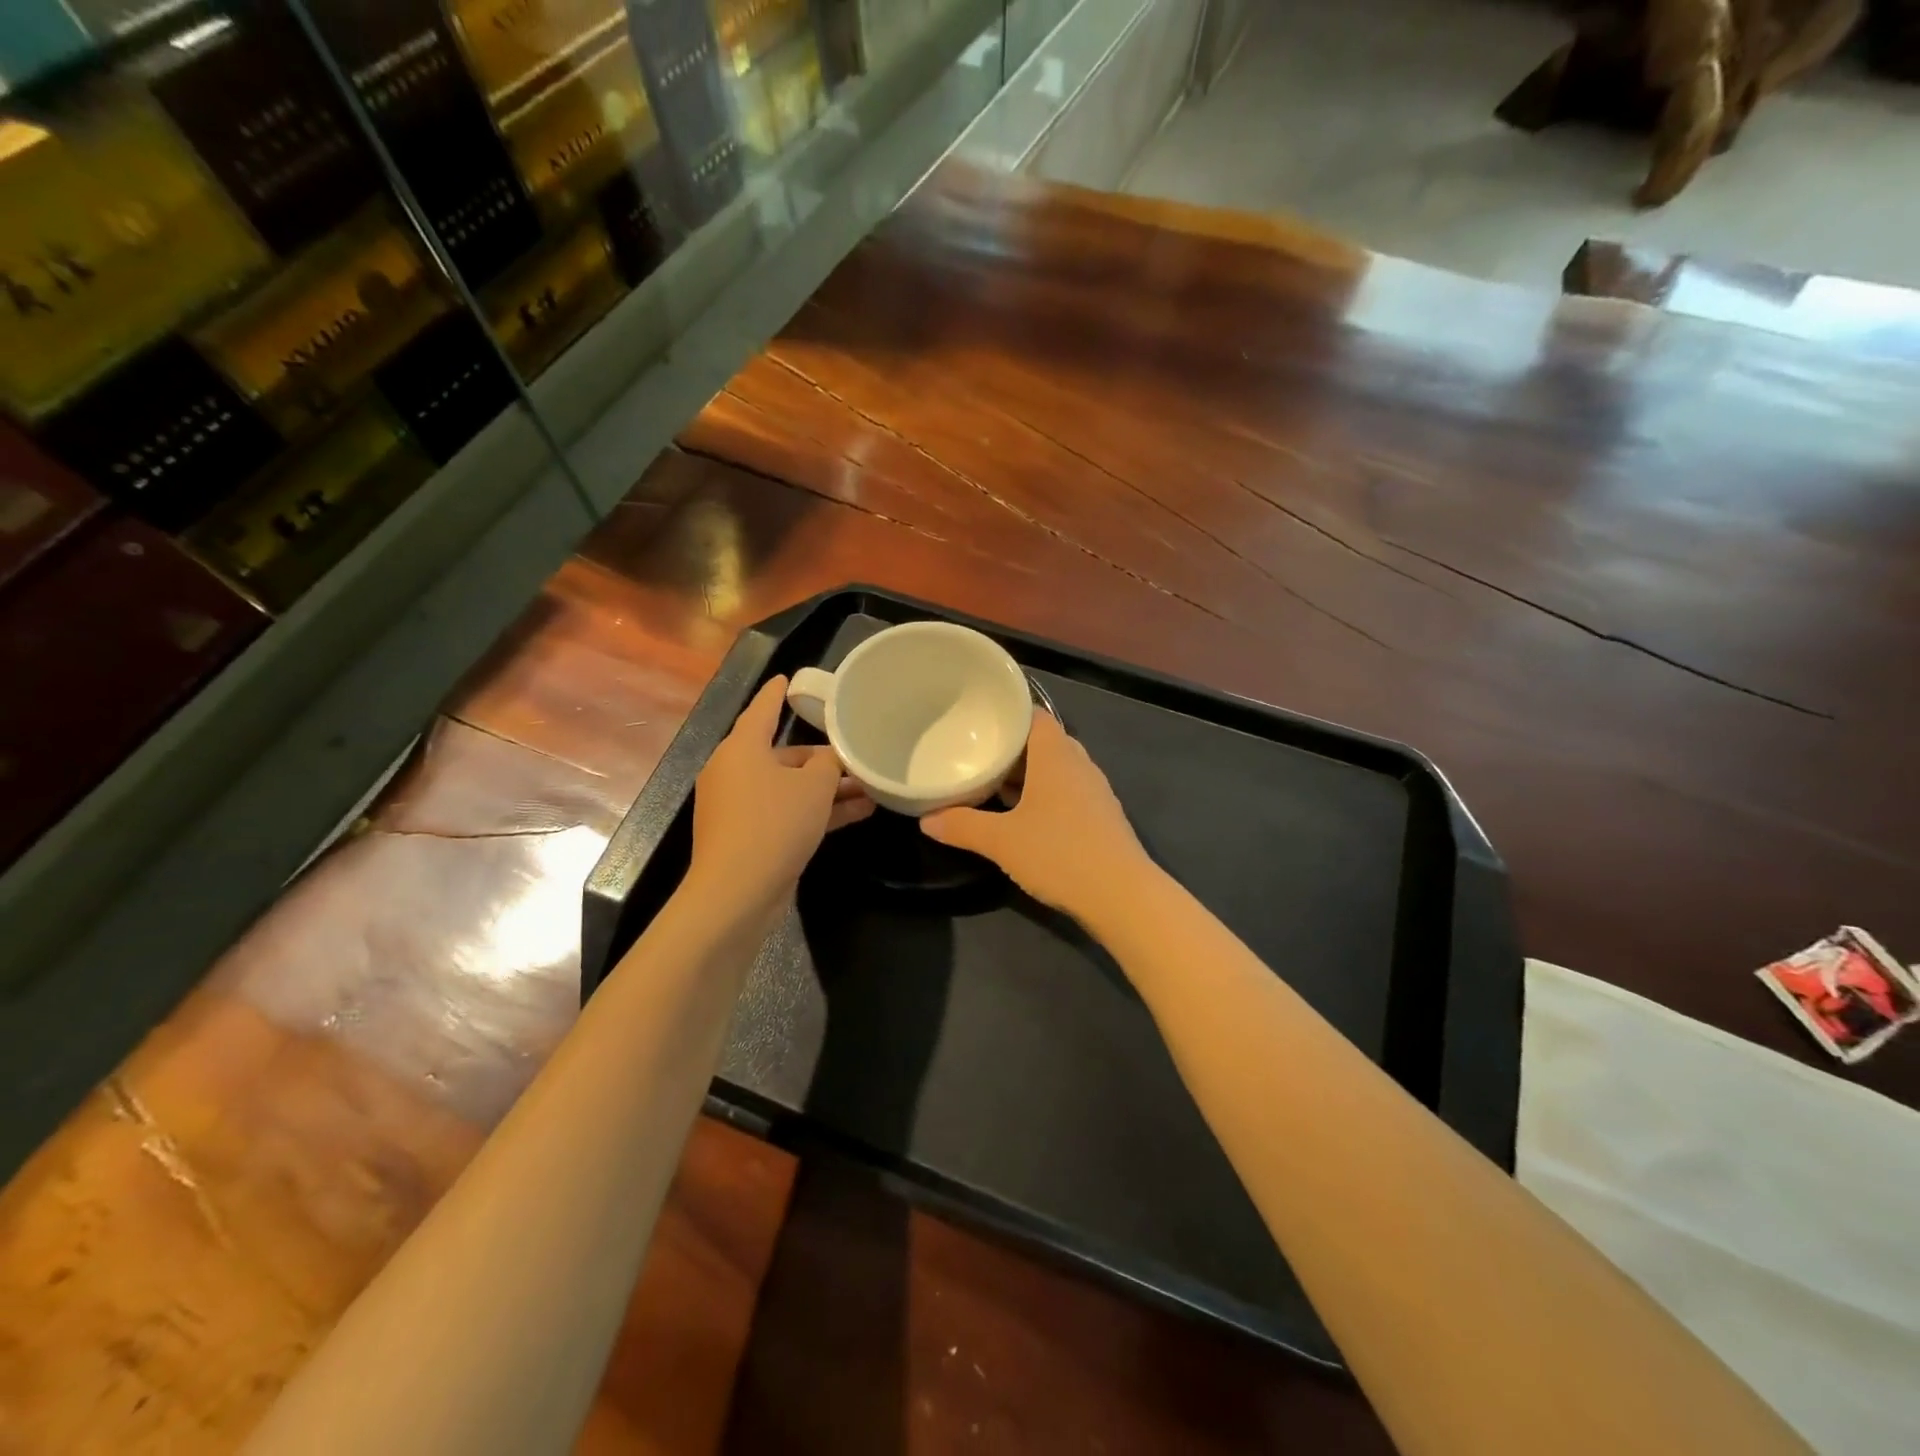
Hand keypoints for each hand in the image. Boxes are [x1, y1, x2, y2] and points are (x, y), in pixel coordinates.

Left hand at [690, 676, 873, 909]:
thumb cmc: (774, 824)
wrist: (737, 893)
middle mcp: (735, 771)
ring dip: (827, 788)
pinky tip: (858, 813)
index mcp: (742, 748)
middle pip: (784, 755)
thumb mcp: (814, 787)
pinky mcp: (749, 836)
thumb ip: (830, 763)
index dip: (778, 693)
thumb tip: (834, 757)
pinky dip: (816, 811)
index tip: (787, 678)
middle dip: (824, 758)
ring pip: (790, 787)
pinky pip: (787, 812)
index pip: (763, 709)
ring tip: (870, 788)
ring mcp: (740, 806)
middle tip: (858, 755)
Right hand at [921, 712, 1149, 921]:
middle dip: (1012, 749)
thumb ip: (962, 827)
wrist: (1121, 895)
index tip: (978, 722)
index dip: (1008, 716)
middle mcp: (1079, 764)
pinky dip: (1045, 797)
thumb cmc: (1058, 853)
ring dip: (1028, 776)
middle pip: (1043, 743)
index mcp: (1056, 755)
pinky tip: (1024, 818)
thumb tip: (926, 820)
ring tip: (993, 786)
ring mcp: (1095, 791)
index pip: (1033, 716)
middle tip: (977, 756)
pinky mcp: (1102, 818)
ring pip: (1056, 770)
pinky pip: (1068, 793)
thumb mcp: (1001, 841)